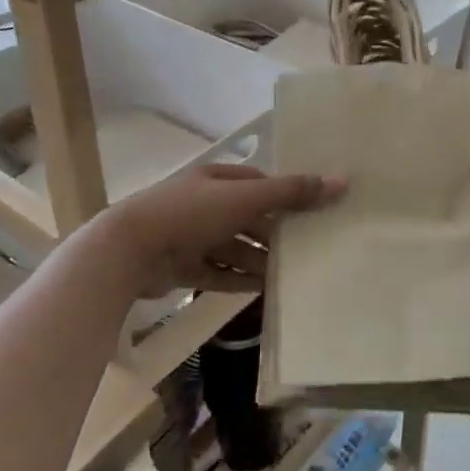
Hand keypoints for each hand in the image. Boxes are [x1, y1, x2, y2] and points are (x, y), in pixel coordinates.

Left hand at [94, 162, 343, 299]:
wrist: (129, 251)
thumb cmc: (191, 214)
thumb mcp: (245, 199)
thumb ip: (290, 192)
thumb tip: (340, 181)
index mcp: (216, 180)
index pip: (258, 183)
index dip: (284, 195)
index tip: (312, 212)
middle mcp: (204, 204)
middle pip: (247, 217)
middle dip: (274, 232)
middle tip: (308, 248)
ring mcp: (191, 236)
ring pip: (234, 247)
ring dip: (259, 259)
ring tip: (290, 274)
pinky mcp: (182, 267)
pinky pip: (218, 272)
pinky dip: (239, 279)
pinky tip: (263, 290)